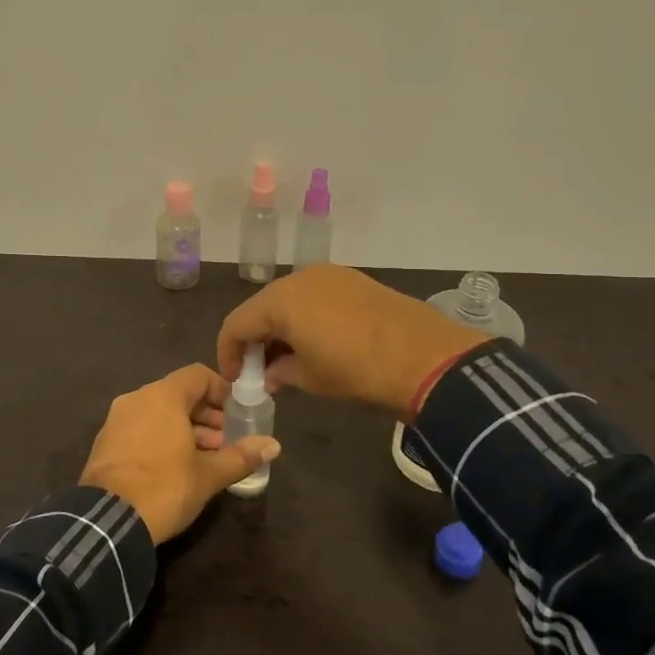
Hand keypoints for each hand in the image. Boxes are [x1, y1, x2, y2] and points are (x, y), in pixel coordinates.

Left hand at [79, 364, 281, 543]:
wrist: (107, 522)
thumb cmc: (165, 488)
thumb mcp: (208, 475)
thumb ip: (241, 456)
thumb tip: (273, 445)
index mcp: (162, 396)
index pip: (198, 375)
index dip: (222, 391)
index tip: (238, 413)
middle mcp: (137, 399)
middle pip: (179, 394)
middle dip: (207, 415)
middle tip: (227, 441)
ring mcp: (116, 420)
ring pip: (159, 413)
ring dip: (186, 428)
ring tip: (206, 458)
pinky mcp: (105, 443)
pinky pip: (141, 428)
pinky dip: (162, 438)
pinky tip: (176, 467)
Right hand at [217, 265, 486, 420]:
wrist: (424, 357)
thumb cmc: (356, 370)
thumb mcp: (310, 378)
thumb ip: (280, 372)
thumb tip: (270, 373)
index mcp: (280, 300)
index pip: (237, 324)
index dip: (229, 354)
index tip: (236, 380)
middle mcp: (299, 278)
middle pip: (262, 308)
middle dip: (256, 340)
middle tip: (259, 372)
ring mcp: (330, 275)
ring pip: (290, 300)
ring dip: (281, 328)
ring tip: (288, 360)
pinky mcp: (353, 280)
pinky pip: (315, 297)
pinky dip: (306, 318)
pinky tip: (317, 343)